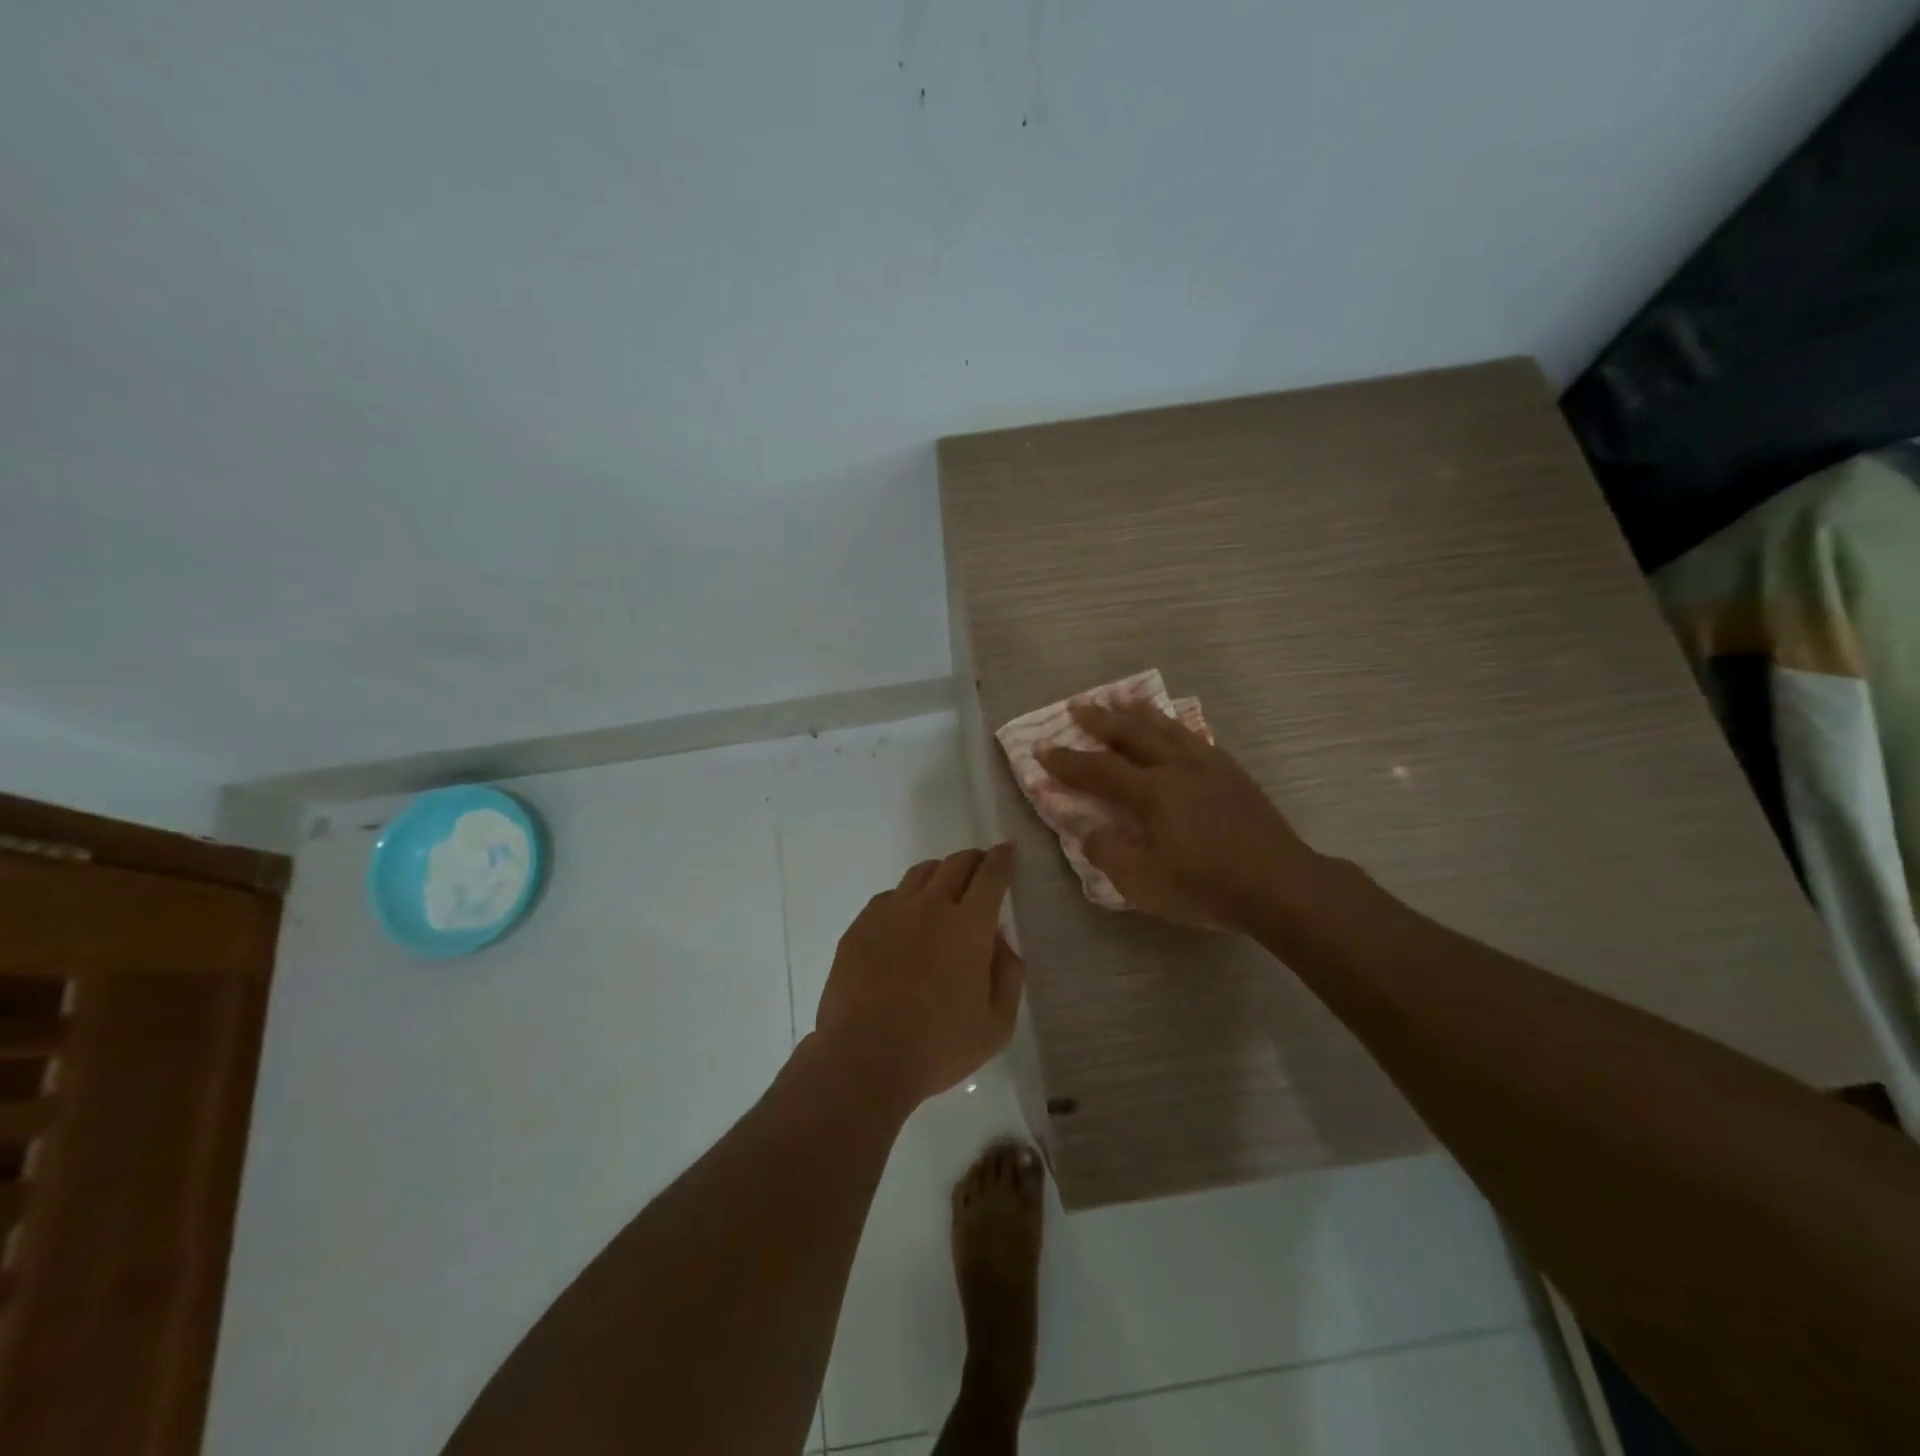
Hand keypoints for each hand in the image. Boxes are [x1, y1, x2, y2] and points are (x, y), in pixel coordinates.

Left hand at [815, 846, 1025, 1106]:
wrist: (863, 1059)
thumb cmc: (938, 1047)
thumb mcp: (997, 1024)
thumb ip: (1008, 974)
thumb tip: (1000, 939)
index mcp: (968, 926)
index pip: (992, 875)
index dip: (1004, 858)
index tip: (1008, 851)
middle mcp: (930, 906)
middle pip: (956, 863)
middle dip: (975, 860)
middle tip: (982, 869)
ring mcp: (890, 912)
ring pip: (921, 873)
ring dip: (941, 874)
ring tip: (945, 891)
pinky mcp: (860, 926)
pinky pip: (890, 897)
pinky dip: (907, 899)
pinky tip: (906, 922)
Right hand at [1039, 701, 1322, 931]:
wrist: (1281, 885)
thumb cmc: (1206, 887)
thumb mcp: (1143, 883)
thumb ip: (1107, 851)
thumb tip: (1087, 829)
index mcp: (1151, 793)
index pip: (1098, 769)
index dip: (1066, 760)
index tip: (1040, 748)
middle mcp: (1177, 768)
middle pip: (1132, 734)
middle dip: (1100, 720)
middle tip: (1077, 705)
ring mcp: (1208, 766)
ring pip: (1166, 727)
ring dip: (1138, 711)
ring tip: (1120, 698)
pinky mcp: (1232, 773)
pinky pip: (1195, 737)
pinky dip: (1175, 726)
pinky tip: (1174, 726)